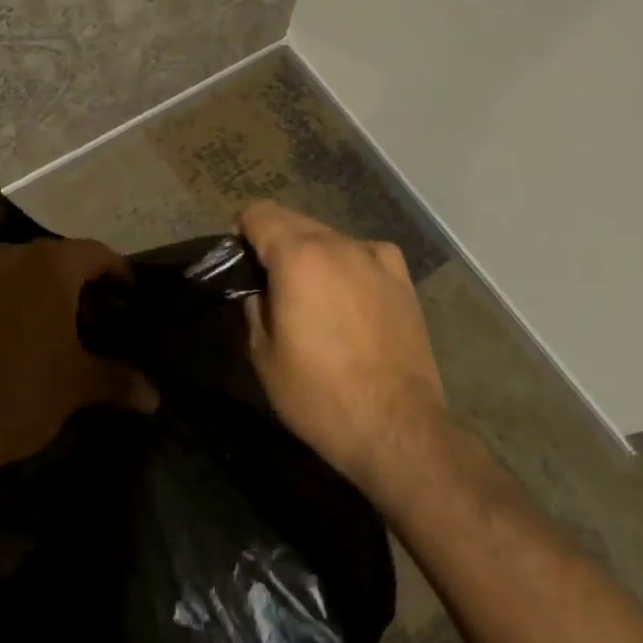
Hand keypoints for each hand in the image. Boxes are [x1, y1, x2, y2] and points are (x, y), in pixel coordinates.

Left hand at [0, 239, 147, 482]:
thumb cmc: (20, 390)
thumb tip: (155, 397)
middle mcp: (12, 257)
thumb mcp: (77, 385)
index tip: (132, 295)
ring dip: (45, 295)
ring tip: (61, 332)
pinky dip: (14, 305)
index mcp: (50, 265)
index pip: (96, 254)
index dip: (119, 273)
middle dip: (82, 286)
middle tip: (100, 319)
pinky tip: (20, 341)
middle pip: (58, 260)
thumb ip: (117, 380)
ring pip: (23, 274)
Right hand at [239, 202, 449, 508]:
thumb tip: (256, 288)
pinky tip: (351, 293)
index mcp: (297, 256)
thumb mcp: (263, 355)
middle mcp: (336, 244)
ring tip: (312, 295)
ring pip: (329, 236)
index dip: (242, 234)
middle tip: (270, 284)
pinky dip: (350, 263)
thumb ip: (253, 306)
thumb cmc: (319, 395)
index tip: (241, 265)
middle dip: (275, 242)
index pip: (258, 213)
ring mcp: (374, 258)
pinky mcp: (401, 278)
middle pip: (293, 219)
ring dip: (311, 253)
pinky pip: (365, 253)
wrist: (395, 429)